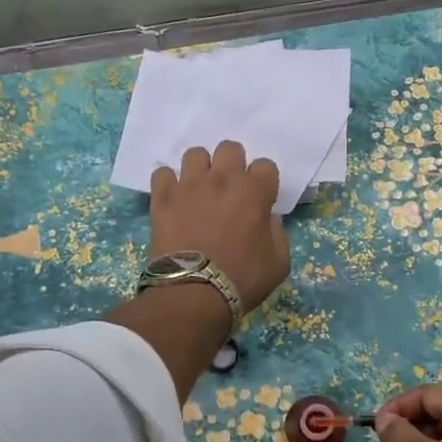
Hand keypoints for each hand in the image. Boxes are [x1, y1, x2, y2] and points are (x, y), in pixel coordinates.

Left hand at [149, 141, 290, 314]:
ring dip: (201, 169)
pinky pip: (163, 174)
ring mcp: (189, 185)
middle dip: (233, 165)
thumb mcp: (279, 264)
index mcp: (254, 192)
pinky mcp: (162, 197)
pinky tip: (174, 199)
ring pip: (195, 154)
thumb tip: (269, 219)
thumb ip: (278, 235)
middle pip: (230, 148)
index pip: (266, 166)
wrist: (194, 293)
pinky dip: (169, 184)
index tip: (260, 200)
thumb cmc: (243, 280)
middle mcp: (222, 179)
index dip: (264, 182)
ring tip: (200, 190)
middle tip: (229, 190)